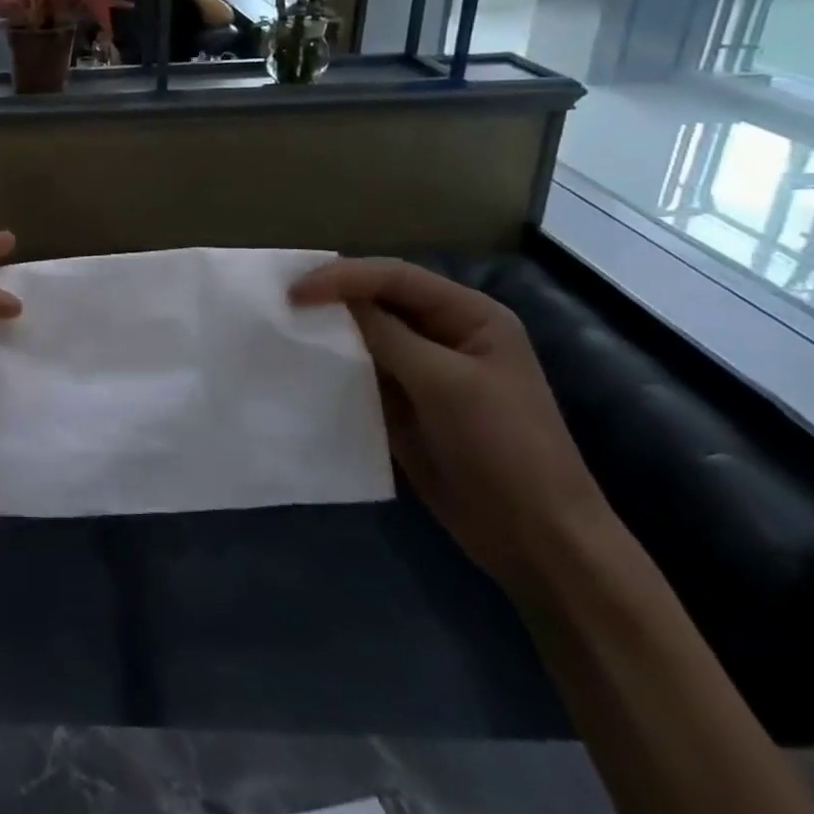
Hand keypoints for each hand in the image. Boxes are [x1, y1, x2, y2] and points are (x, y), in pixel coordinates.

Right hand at [290, 258, 619, 597]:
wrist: (533, 537)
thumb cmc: (503, 447)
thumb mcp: (445, 382)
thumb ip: (387, 334)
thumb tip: (332, 300)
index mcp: (469, 315)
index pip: (395, 277)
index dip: (343, 277)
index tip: (294, 292)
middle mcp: (445, 334)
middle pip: (378, 299)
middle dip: (331, 297)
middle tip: (279, 302)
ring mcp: (423, 371)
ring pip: (365, 335)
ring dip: (328, 331)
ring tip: (282, 328)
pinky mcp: (404, 404)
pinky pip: (361, 372)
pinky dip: (333, 366)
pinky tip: (303, 366)